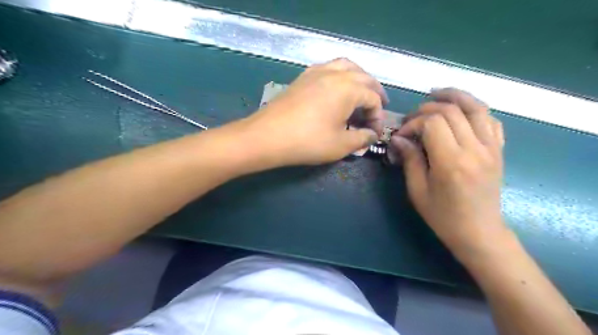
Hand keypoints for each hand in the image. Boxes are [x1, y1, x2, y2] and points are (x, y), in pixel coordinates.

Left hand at [240, 59, 387, 166]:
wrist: (267, 136)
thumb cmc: (308, 141)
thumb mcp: (341, 145)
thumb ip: (361, 138)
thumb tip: (372, 135)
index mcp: (348, 88)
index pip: (373, 99)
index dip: (378, 117)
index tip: (374, 133)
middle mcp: (335, 73)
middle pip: (364, 77)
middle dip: (375, 93)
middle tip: (378, 107)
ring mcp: (316, 72)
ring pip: (346, 66)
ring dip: (359, 78)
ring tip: (362, 93)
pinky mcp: (303, 77)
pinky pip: (329, 68)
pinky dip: (340, 75)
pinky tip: (337, 89)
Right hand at [390, 88, 506, 255]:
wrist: (479, 232)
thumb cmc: (443, 216)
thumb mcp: (418, 191)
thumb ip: (410, 159)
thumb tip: (399, 138)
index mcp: (451, 162)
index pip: (433, 123)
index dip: (414, 122)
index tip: (402, 134)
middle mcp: (475, 150)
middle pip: (452, 111)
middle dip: (428, 108)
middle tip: (413, 117)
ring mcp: (491, 148)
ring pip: (477, 108)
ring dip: (455, 96)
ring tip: (437, 94)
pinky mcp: (499, 151)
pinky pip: (491, 120)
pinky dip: (476, 109)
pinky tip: (461, 111)